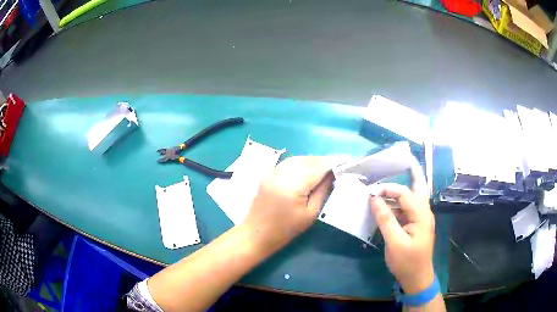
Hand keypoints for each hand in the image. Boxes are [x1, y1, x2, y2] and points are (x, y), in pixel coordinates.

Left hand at [243, 156, 332, 252]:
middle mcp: (281, 172)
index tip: (348, 161)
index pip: (318, 166)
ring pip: (299, 158)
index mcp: (292, 184)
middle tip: (339, 166)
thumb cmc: (286, 229)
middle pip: (309, 159)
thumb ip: (323, 190)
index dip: (334, 162)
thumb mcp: (311, 213)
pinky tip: (309, 171)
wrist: (257, 233)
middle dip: (325, 161)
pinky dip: (302, 163)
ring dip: (314, 161)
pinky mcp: (269, 173)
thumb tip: (333, 173)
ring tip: (326, 169)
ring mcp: (273, 171)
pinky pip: (290, 162)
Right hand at [369, 165, 435, 293]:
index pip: (405, 194)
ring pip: (412, 198)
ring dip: (401, 190)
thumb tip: (374, 199)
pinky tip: (387, 205)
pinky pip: (407, 209)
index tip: (371, 192)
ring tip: (389, 183)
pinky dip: (397, 204)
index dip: (389, 190)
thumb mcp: (394, 243)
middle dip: (413, 172)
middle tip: (405, 158)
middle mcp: (424, 213)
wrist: (417, 278)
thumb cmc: (407, 262)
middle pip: (419, 187)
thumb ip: (386, 219)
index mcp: (422, 215)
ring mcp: (421, 219)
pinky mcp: (415, 226)